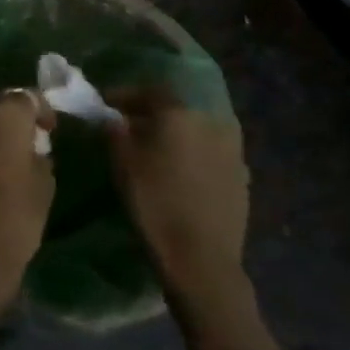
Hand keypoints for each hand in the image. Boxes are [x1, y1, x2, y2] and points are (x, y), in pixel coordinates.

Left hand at [0, 92, 55, 327]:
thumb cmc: (13, 222)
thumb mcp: (43, 187)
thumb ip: (38, 157)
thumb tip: (31, 150)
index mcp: (2, 118)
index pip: (25, 97)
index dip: (40, 110)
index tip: (49, 130)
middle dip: (11, 124)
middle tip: (25, 148)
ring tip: (0, 167)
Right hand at [105, 87, 248, 308]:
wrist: (201, 259)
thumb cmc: (155, 204)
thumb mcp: (123, 164)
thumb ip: (116, 132)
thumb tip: (114, 117)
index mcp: (180, 114)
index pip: (150, 91)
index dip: (126, 95)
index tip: (107, 104)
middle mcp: (212, 122)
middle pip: (176, 109)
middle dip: (151, 114)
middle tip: (129, 126)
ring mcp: (233, 150)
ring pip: (196, 130)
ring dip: (175, 134)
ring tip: (155, 150)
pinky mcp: (242, 176)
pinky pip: (211, 152)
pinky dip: (193, 154)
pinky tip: (180, 171)